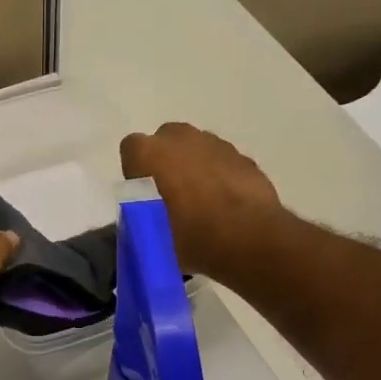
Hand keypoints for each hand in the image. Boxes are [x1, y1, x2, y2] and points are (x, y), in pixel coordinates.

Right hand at [120, 123, 282, 279]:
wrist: (249, 241)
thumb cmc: (190, 238)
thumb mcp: (151, 238)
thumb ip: (140, 218)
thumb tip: (142, 217)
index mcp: (150, 154)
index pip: (131, 148)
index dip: (135, 170)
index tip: (142, 194)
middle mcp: (181, 139)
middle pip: (165, 141)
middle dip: (165, 161)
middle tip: (170, 195)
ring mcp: (216, 144)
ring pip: (196, 148)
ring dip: (194, 166)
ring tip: (201, 202)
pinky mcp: (243, 158)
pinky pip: (222, 161)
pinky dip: (220, 175)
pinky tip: (225, 203)